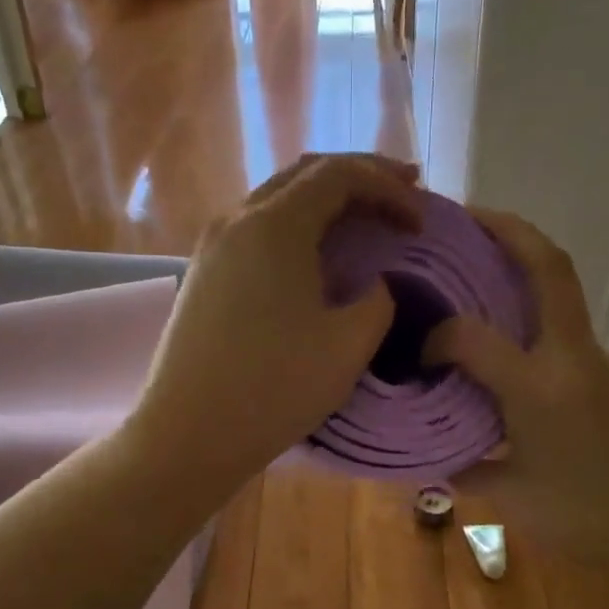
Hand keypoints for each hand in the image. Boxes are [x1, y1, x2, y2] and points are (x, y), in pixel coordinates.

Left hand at [133, 153, 420, 488]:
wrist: (188, 434)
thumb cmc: (273, 388)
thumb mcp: (348, 345)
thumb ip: (378, 301)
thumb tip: (377, 284)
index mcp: (274, 225)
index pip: (339, 174)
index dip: (389, 188)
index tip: (420, 222)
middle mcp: (236, 219)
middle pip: (305, 173)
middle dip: (360, 177)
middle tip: (404, 191)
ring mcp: (212, 246)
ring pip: (278, 198)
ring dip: (326, 200)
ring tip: (366, 217)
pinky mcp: (204, 274)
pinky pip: (257, 229)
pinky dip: (298, 226)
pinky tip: (317, 253)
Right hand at [422, 210, 608, 604]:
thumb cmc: (589, 519)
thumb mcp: (513, 500)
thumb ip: (462, 470)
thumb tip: (424, 459)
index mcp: (539, 388)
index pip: (472, 336)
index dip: (437, 335)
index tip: (419, 352)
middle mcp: (571, 357)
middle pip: (548, 266)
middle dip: (506, 228)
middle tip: (462, 215)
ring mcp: (598, 358)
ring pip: (560, 288)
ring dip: (521, 261)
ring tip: (475, 261)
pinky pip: (563, 323)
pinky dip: (531, 307)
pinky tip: (505, 335)